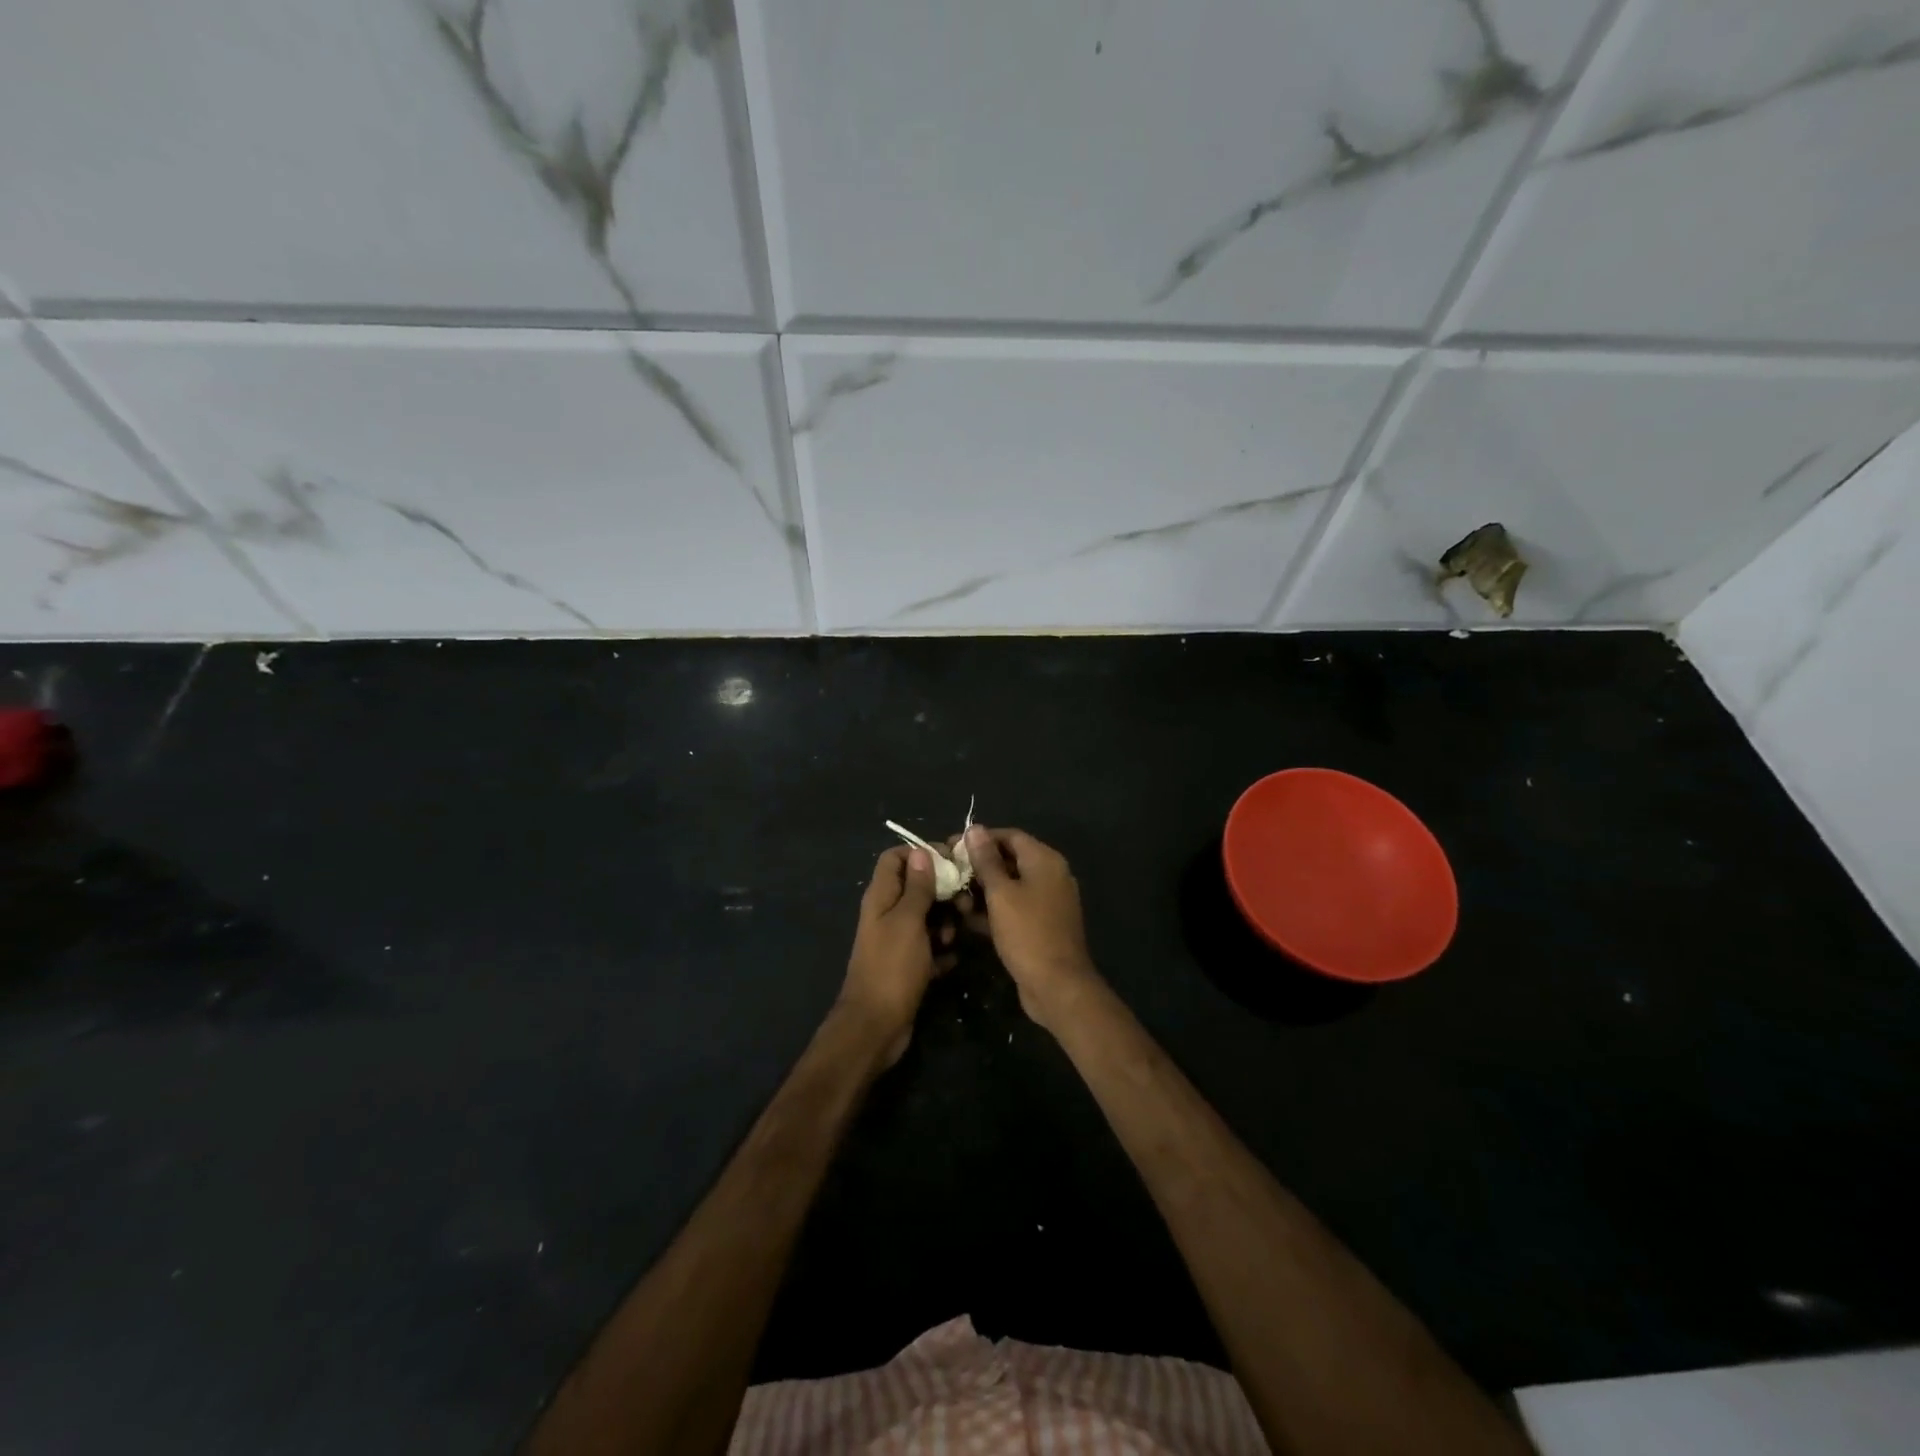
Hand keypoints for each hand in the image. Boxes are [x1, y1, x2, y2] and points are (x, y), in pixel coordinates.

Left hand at [840, 846, 957, 1066]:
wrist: (876, 1026)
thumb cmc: (892, 968)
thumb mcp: (908, 921)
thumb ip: (917, 887)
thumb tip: (921, 852)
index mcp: (881, 896)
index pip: (896, 857)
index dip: (922, 854)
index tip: (952, 861)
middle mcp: (887, 913)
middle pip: (917, 886)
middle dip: (942, 890)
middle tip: (964, 903)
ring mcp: (897, 940)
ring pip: (926, 917)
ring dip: (945, 922)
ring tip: (954, 937)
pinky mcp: (907, 964)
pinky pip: (930, 947)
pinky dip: (942, 950)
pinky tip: (952, 960)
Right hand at [956, 826, 1099, 1030]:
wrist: (1057, 986)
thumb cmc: (1027, 933)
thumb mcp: (1001, 894)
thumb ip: (986, 860)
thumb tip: (975, 829)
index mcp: (1045, 861)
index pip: (1009, 836)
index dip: (980, 839)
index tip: (952, 847)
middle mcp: (1050, 875)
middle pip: (1009, 860)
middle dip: (978, 867)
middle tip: (948, 875)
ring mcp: (1047, 902)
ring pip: (1009, 886)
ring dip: (982, 891)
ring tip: (954, 900)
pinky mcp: (1040, 925)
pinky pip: (1014, 908)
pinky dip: (993, 910)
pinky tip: (967, 920)